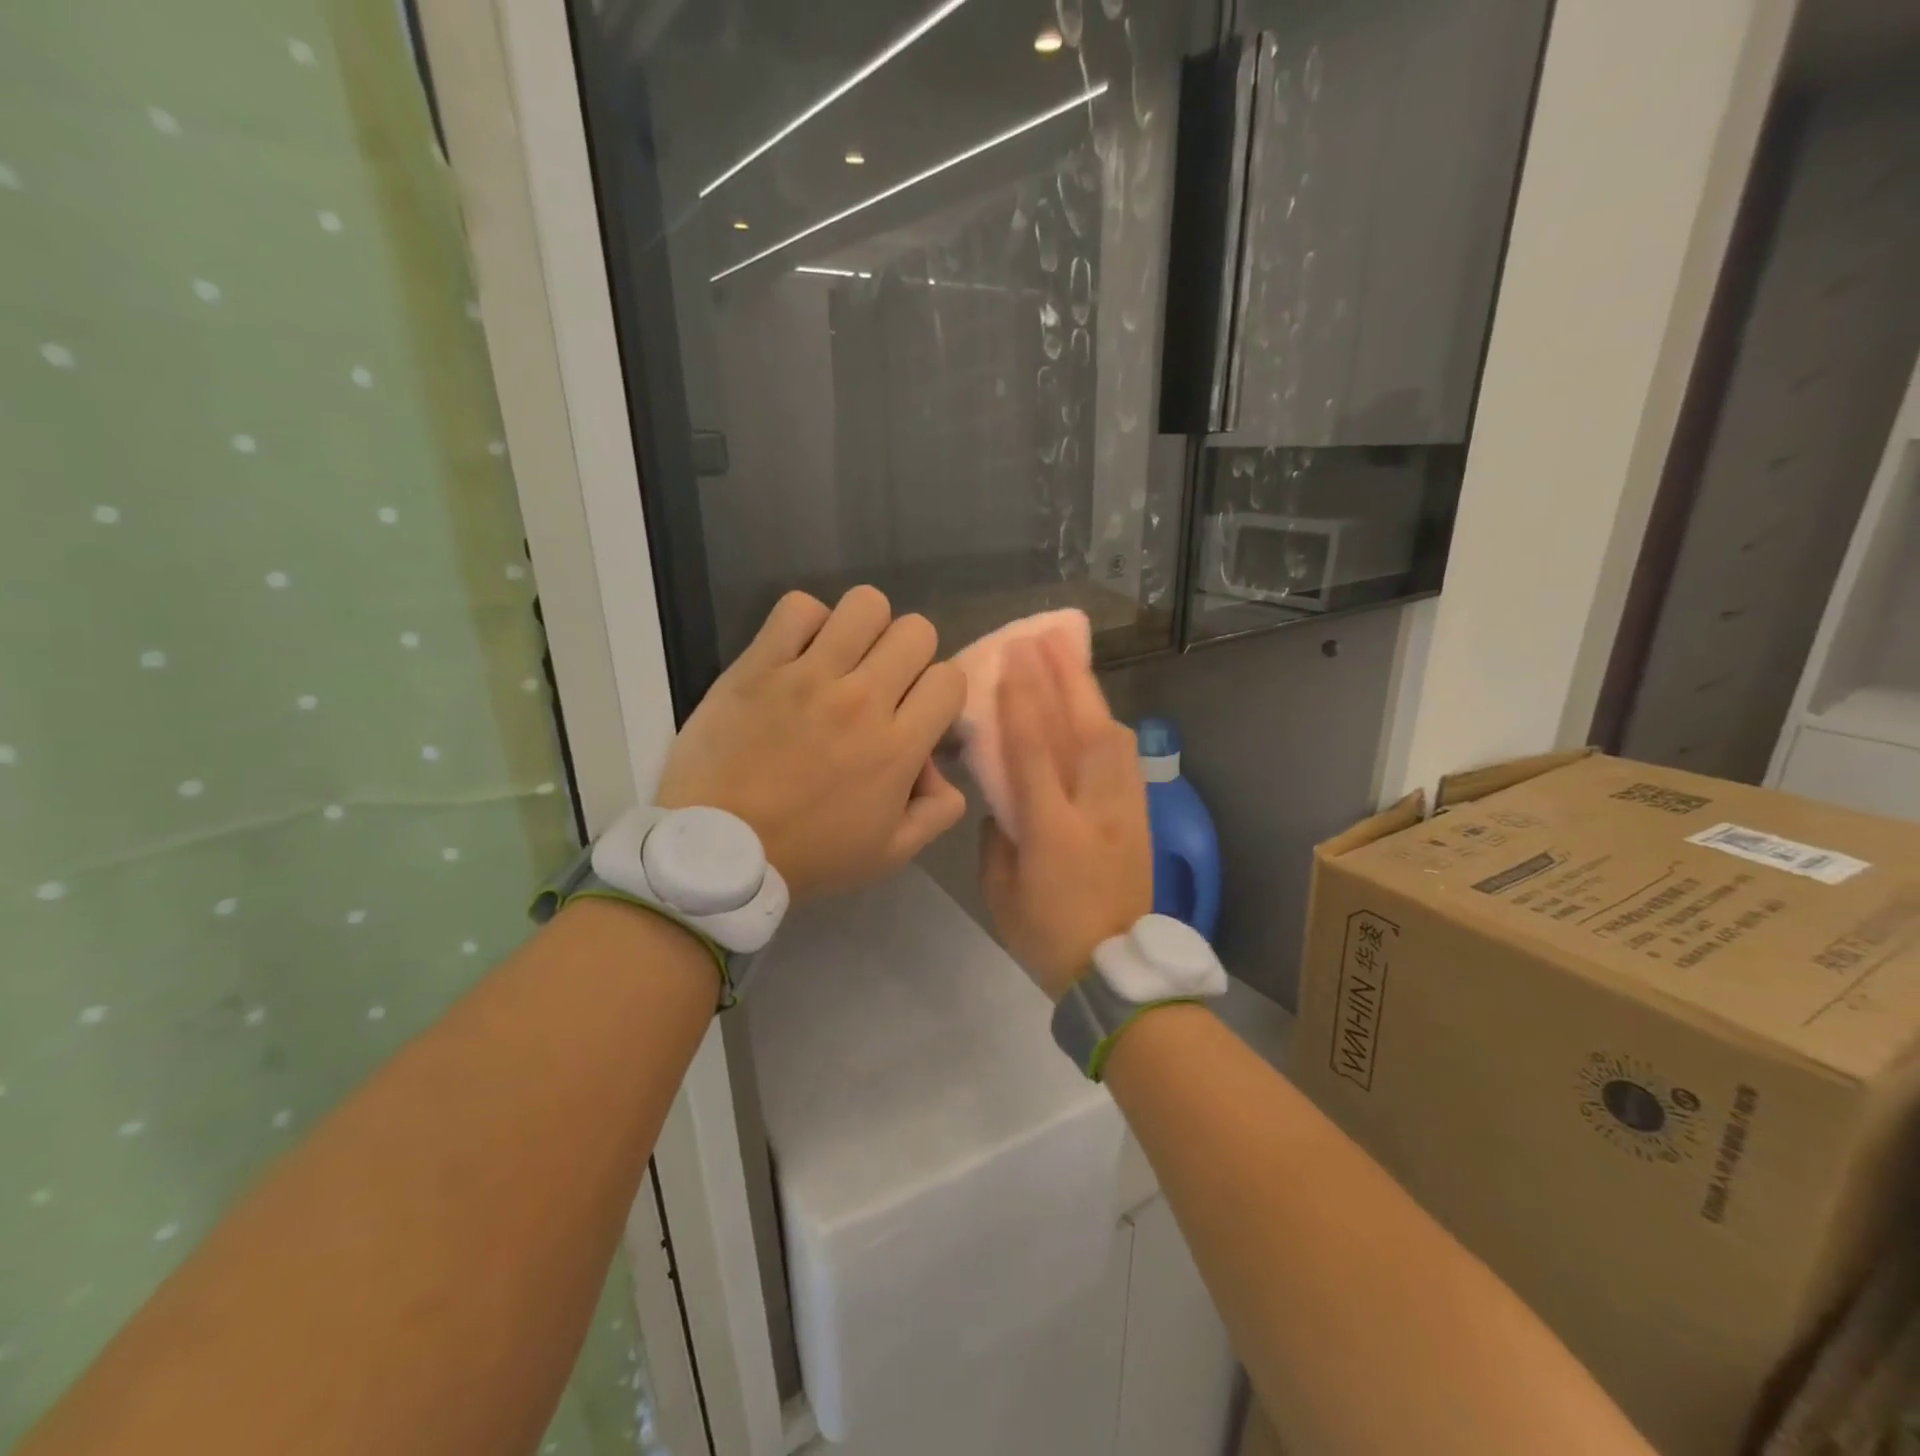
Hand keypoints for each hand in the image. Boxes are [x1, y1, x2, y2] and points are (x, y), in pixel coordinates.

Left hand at [655, 588, 966, 900]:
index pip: (950, 678)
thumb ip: (937, 811)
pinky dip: (807, 622)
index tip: (917, 714)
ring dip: (866, 628)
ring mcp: (808, 675)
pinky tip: (800, 652)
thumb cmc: (807, 856)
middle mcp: (861, 699)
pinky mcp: (759, 664)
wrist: (717, 850)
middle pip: (916, 631)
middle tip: (883, 685)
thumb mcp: (890, 854)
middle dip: (910, 655)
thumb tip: (942, 769)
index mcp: (897, 746)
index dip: (940, 693)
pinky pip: (799, 607)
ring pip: (866, 604)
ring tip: (845, 658)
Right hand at [978, 633, 1152, 999]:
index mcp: (1053, 830)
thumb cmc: (1046, 935)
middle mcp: (1094, 809)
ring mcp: (1125, 811)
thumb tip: (1004, 802)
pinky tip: (1093, 711)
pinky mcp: (1141, 817)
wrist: (1116, 970)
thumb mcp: (1000, 890)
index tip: (1013, 657)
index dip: (1023, 700)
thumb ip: (997, 837)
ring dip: (1090, 694)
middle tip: (1047, 636)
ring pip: (1113, 737)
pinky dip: (1105, 725)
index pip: (1035, 751)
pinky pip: (1124, 759)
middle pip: (1084, 730)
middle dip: (1065, 678)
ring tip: (1070, 660)